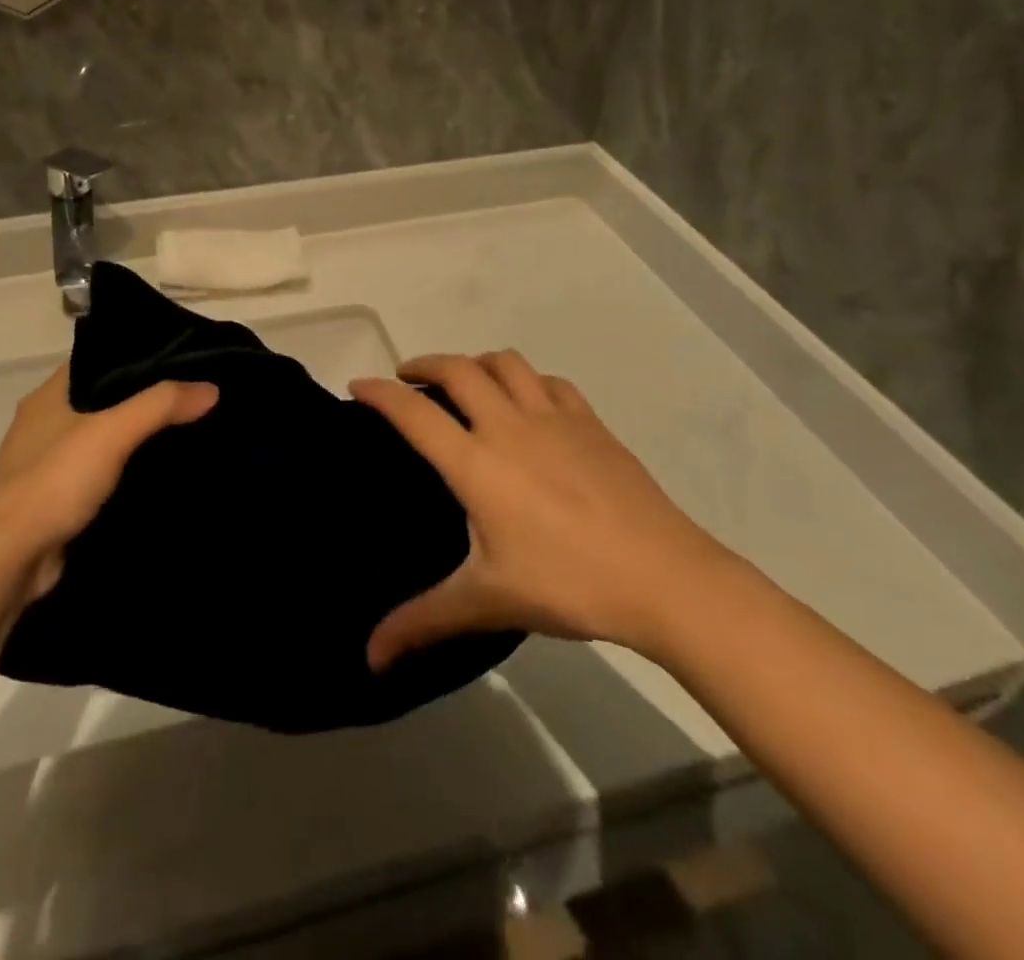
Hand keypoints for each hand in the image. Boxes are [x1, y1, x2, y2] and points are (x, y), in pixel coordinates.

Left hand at [0, 363, 216, 599]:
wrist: (8, 560)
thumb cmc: (53, 481)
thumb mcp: (111, 433)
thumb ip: (160, 405)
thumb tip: (211, 389)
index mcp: (48, 396)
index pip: (97, 359)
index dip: (136, 354)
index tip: (179, 358)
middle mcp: (44, 424)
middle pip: (103, 400)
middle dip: (143, 399)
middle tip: (192, 396)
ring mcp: (48, 465)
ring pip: (103, 440)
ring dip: (135, 440)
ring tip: (187, 431)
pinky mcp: (57, 501)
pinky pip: (100, 476)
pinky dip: (126, 474)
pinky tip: (161, 475)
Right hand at [351, 352, 735, 667]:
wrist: (665, 577)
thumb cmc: (567, 583)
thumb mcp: (488, 602)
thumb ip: (423, 622)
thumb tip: (370, 660)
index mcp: (476, 462)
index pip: (413, 412)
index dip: (379, 393)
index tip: (357, 385)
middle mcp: (508, 425)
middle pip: (458, 369)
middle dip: (425, 364)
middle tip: (408, 378)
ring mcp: (554, 418)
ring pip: (506, 363)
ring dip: (476, 363)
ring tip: (465, 381)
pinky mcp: (590, 422)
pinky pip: (550, 382)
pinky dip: (527, 380)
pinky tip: (528, 402)